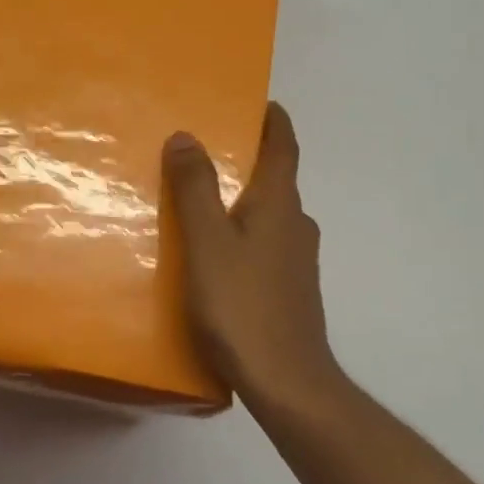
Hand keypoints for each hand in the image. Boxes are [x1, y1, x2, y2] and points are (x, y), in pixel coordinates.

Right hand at [163, 103, 343, 406]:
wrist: (287, 382)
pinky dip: (244, 232)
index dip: (274, 120)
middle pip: (277, 179)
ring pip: (270, 214)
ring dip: (244, 198)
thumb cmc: (243, 306)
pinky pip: (266, 244)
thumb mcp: (207, 243)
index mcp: (280, 205)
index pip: (284, 146)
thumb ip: (195, 188)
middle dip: (249, 159)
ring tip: (203, 199)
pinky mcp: (291, 289)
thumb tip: (185, 135)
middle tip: (209, 148)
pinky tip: (217, 253)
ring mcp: (297, 260)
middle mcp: (297, 225)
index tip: (259, 101)